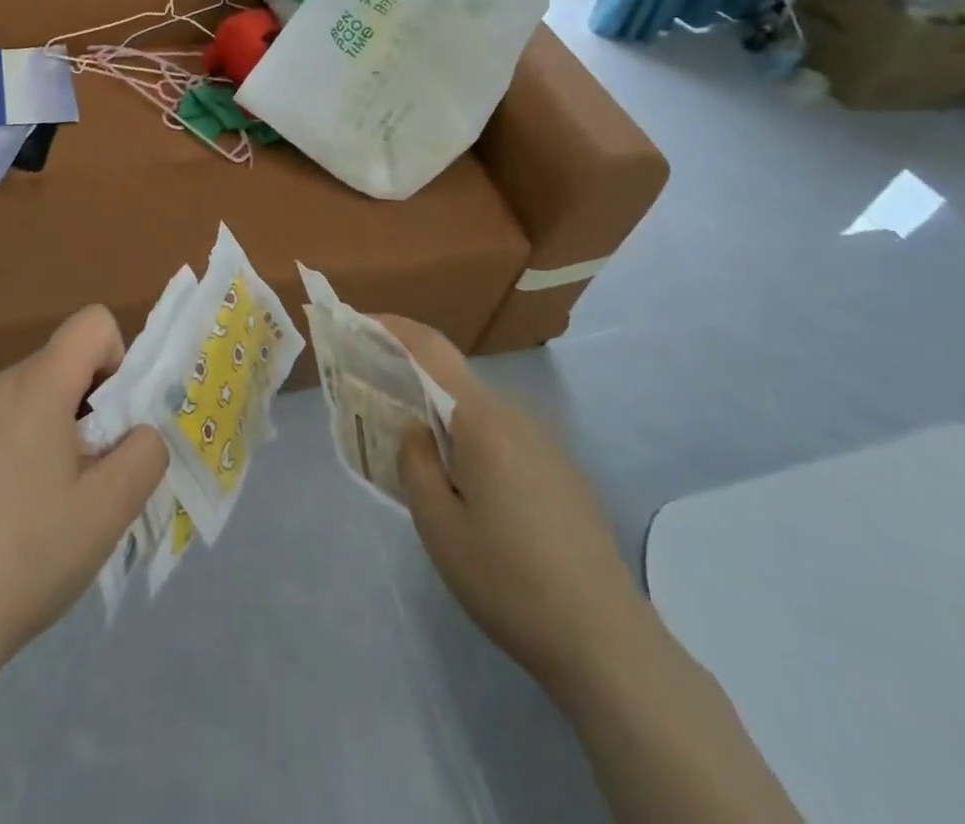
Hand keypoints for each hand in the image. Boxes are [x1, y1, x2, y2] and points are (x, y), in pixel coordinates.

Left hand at [0, 306, 167, 669]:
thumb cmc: (32, 554)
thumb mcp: (112, 506)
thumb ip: (146, 452)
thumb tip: (141, 433)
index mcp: (36, 386)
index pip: (92, 323)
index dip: (119, 361)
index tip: (114, 423)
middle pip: (67, 359)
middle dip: (96, 401)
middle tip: (96, 468)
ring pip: (41, 391)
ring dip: (66, 425)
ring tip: (61, 494)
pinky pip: (12, 418)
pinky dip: (33, 442)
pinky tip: (24, 507)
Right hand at [385, 317, 648, 688]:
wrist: (606, 642)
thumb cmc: (508, 579)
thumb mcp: (438, 525)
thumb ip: (415, 462)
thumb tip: (416, 429)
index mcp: (483, 420)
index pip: (432, 350)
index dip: (393, 328)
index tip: (358, 322)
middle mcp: (517, 418)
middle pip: (455, 382)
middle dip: (413, 383)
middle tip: (377, 407)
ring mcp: (547, 445)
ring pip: (480, 415)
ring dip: (444, 421)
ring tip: (419, 459)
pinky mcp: (563, 474)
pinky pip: (505, 440)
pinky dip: (474, 445)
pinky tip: (471, 494)